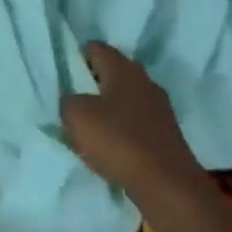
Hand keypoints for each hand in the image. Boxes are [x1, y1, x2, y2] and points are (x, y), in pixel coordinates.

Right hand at [61, 43, 201, 202]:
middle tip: (74, 103)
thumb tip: (73, 99)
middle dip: (93, 84)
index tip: (64, 78)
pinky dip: (124, 129)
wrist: (167, 184)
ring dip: (110, 108)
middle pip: (113, 72)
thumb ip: (68, 101)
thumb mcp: (77, 117)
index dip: (77, 59)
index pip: (95, 48)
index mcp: (122, 67)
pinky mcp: (167, 131)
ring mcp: (159, 106)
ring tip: (92, 128)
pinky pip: (138, 120)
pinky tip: (114, 146)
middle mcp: (144, 79)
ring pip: (126, 97)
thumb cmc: (118, 141)